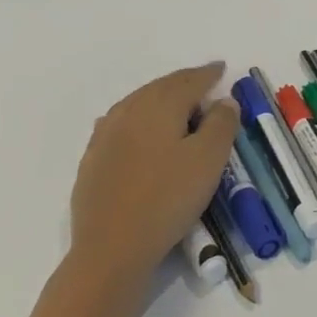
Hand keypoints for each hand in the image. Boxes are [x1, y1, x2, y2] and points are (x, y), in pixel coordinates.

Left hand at [68, 63, 239, 295]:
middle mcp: (129, 112)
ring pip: (137, 103)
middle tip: (203, 81)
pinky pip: (120, 124)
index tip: (222, 68)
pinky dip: (138, 117)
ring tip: (176, 102)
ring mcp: (105, 136)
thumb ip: (221, 123)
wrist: (111, 248)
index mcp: (160, 106)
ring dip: (160, 98)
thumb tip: (223, 100)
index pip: (189, 81)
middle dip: (183, 82)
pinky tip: (138, 128)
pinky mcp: (93, 161)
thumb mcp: (209, 159)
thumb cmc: (169, 198)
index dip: (208, 74)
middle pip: (160, 88)